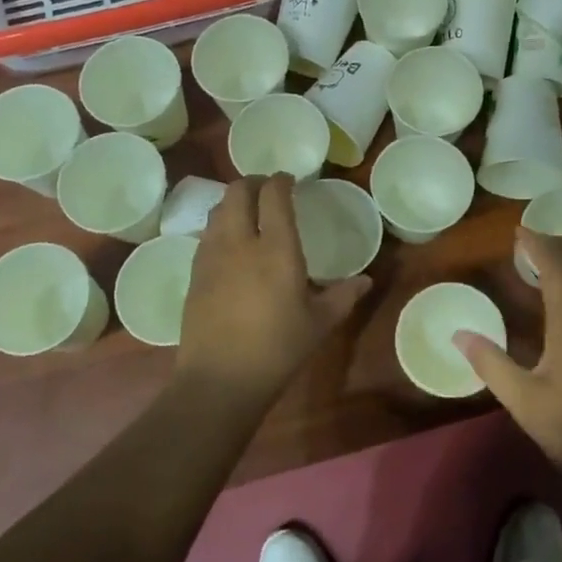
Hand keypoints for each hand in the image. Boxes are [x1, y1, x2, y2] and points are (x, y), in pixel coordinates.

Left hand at [178, 176, 369, 401]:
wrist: (219, 381)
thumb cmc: (277, 349)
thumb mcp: (319, 324)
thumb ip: (344, 296)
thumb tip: (366, 280)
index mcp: (276, 248)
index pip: (274, 195)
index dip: (281, 180)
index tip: (290, 180)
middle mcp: (240, 242)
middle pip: (238, 191)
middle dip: (254, 182)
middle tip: (268, 190)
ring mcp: (212, 256)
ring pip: (218, 209)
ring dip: (234, 202)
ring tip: (249, 212)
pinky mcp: (195, 274)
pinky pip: (206, 234)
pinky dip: (220, 226)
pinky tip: (231, 244)